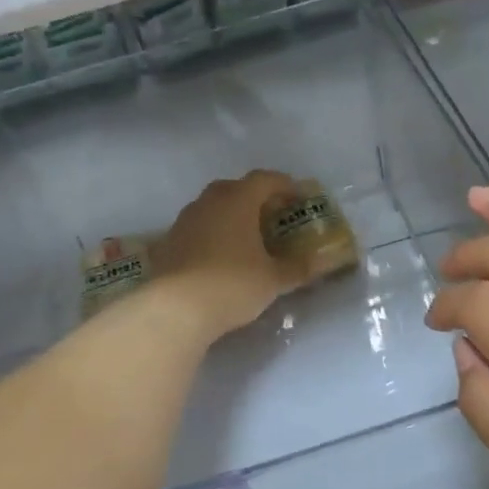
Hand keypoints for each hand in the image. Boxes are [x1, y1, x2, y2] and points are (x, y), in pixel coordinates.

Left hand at [150, 171, 315, 340]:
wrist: (175, 309)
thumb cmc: (233, 284)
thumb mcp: (273, 279)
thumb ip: (298, 267)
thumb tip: (321, 262)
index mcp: (238, 200)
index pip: (265, 179)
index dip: (285, 185)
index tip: (299, 198)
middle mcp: (208, 202)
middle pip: (235, 189)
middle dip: (255, 199)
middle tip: (272, 217)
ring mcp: (184, 221)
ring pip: (212, 208)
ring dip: (230, 217)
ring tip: (246, 239)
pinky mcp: (167, 243)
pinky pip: (196, 230)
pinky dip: (211, 236)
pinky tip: (219, 258)